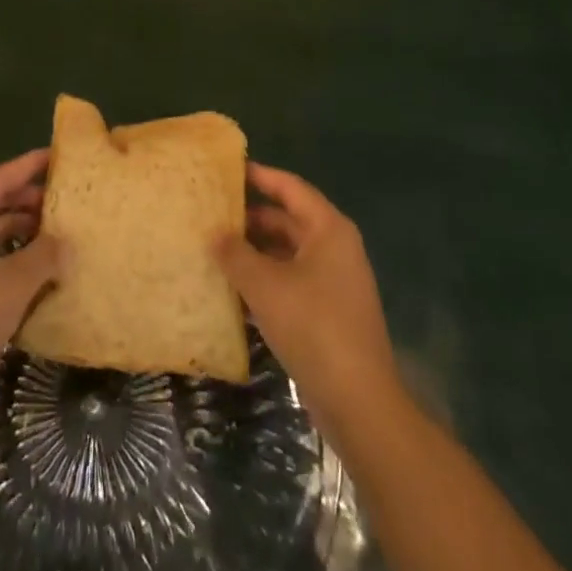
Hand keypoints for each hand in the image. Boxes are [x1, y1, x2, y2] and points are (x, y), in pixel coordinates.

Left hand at [0, 149, 65, 429]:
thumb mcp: (13, 284)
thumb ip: (45, 255)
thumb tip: (65, 243)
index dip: (27, 166)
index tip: (56, 155)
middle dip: (26, 202)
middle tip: (63, 199)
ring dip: (18, 233)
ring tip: (56, 234)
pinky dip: (5, 259)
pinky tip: (33, 271)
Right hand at [214, 164, 398, 436]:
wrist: (358, 400)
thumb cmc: (313, 326)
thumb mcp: (265, 286)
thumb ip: (236, 254)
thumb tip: (214, 233)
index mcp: (328, 230)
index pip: (291, 188)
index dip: (261, 176)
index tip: (229, 170)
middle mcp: (335, 248)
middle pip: (288, 220)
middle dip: (251, 219)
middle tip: (213, 213)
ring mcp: (334, 282)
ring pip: (287, 254)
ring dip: (255, 253)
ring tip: (215, 249)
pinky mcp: (328, 312)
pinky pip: (291, 282)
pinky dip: (265, 281)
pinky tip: (234, 290)